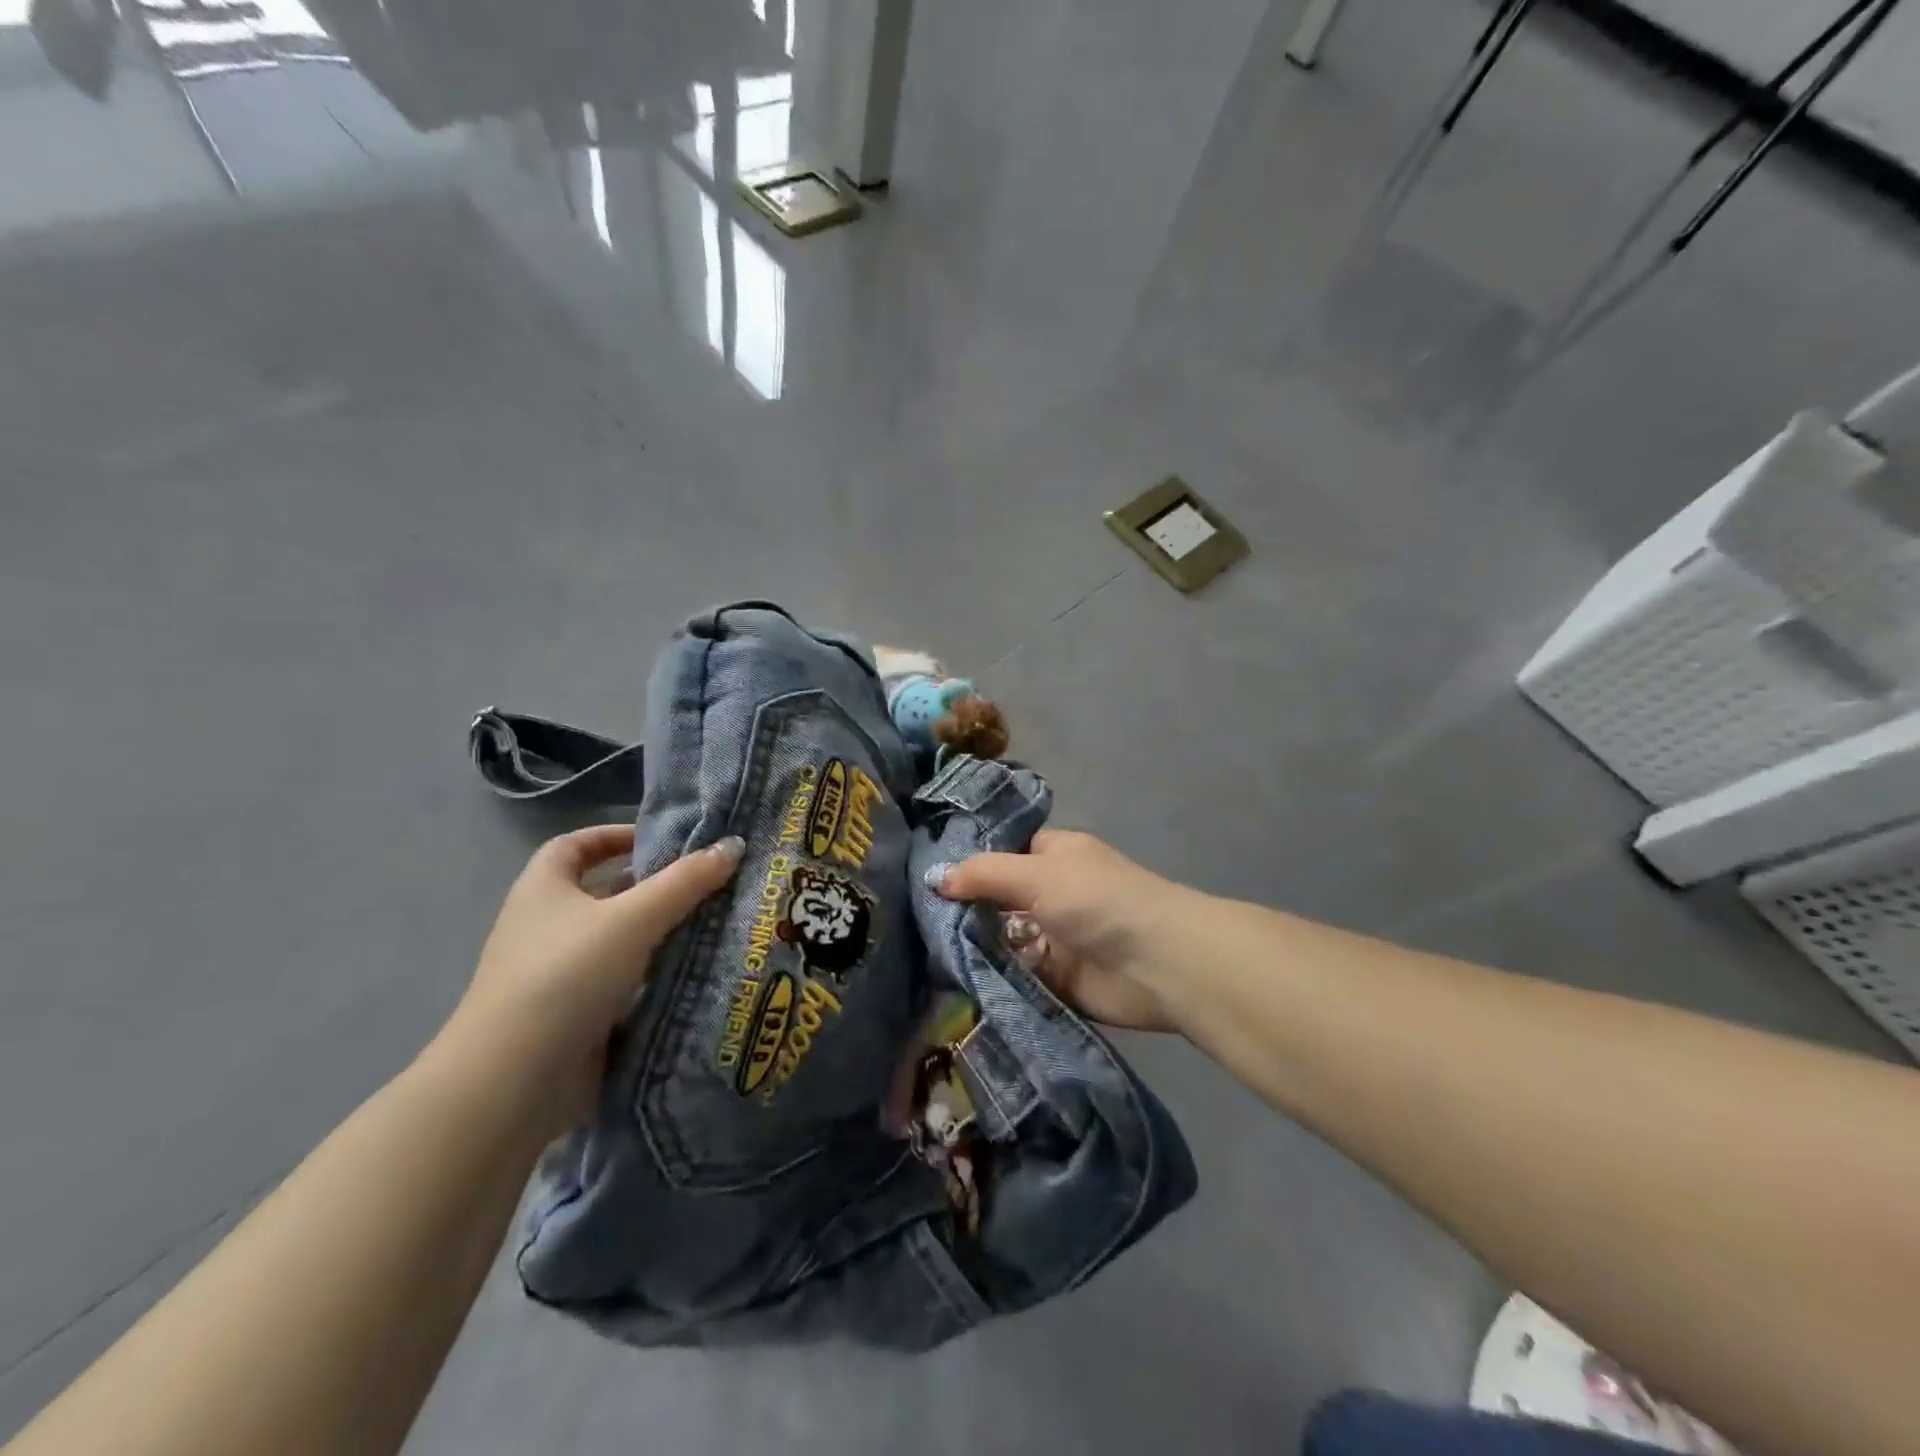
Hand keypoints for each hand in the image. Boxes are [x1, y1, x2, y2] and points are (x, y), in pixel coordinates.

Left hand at [444, 825, 743, 1132]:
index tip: (663, 841)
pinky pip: (625, 983)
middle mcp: (547, 926)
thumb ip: (686, 881)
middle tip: (710, 881)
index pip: (576, 845)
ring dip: (662, 933)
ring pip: (620, 940)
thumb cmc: (566, 976)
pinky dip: (656, 975)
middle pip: (606, 892)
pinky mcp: (577, 1016)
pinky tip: (698, 972)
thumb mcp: (634, 918)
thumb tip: (734, 844)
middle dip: (654, 886)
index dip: (616, 836)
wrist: (514, 1083)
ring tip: (718, 922)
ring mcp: (560, 975)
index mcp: (544, 889)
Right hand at [931, 830, 1186, 1032]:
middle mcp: (1054, 892)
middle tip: (915, 921)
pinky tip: (954, 979)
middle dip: (966, 909)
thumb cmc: (1097, 901)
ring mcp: (1056, 937)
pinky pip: (1016, 974)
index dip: (971, 862)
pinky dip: (993, 977)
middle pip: (1000, 898)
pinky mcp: (1058, 979)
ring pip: (1004, 938)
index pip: (1005, 852)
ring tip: (926, 952)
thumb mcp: (1035, 874)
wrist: (1158, 964)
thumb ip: (984, 875)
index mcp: (1056, 855)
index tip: (924, 876)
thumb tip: (935, 877)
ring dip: (975, 946)